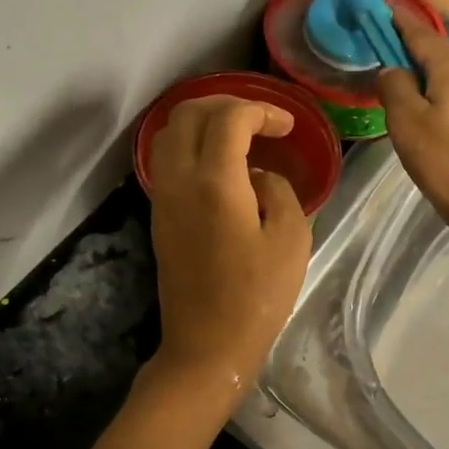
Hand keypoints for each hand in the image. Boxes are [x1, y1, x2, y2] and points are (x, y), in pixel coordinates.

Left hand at [145, 96, 312, 403]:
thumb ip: (278, 191)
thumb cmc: (257, 297)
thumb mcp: (290, 239)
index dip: (262, 110)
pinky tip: (220, 162)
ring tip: (239, 135)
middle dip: (228, 104)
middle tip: (261, 120)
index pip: (229, 118)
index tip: (287, 127)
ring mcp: (163, 196)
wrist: (206, 345)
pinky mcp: (158, 213)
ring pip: (170, 132)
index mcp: (215, 181)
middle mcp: (180, 179)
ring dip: (204, 121)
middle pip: (190, 112)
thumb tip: (257, 176)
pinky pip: (166, 157)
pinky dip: (191, 143)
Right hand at [377, 20, 448, 244]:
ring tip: (408, 101)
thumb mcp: (406, 124)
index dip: (396, 20)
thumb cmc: (445, 163)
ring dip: (429, 82)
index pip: (419, 33)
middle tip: (384, 64)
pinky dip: (445, 99)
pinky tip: (435, 120)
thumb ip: (394, 87)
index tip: (378, 4)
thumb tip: (392, 68)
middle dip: (411, 55)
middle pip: (438, 55)